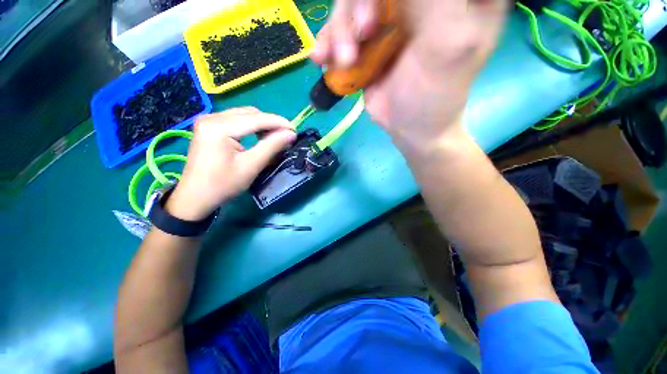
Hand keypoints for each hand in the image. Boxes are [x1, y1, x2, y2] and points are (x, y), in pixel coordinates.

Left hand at [166, 108, 295, 219]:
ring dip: (261, 124)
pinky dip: (251, 126)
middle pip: (250, 113)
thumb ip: (271, 146)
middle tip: (286, 135)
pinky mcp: (209, 126)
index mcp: (219, 127)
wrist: (195, 196)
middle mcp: (212, 117)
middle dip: (270, 122)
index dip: (278, 122)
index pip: (256, 118)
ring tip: (274, 137)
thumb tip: (291, 134)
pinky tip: (258, 136)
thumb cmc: (223, 184)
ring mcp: (208, 120)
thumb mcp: (251, 166)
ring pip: (243, 114)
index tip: (295, 130)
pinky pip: (236, 119)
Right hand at [312, 0, 507, 155]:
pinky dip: (327, 42)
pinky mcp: (366, 41)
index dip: (387, 0)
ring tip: (345, 61)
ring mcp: (389, 18)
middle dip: (360, 6)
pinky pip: (340, 29)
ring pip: (352, 4)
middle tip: (364, 33)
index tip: (376, 22)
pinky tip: (322, 57)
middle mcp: (418, 3)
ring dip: (340, 31)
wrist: (409, 128)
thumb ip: (438, 3)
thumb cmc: (435, 96)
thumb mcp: (450, 45)